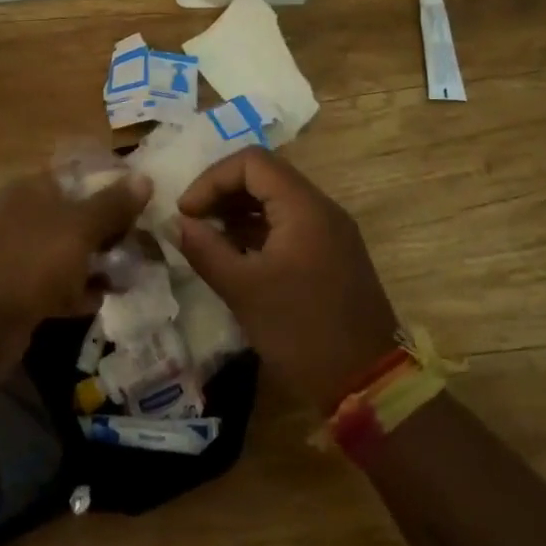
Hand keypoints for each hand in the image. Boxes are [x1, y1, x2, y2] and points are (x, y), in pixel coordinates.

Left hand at [0, 168, 151, 349]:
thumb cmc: (31, 262)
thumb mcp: (80, 228)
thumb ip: (113, 205)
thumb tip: (145, 178)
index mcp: (32, 189)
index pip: (80, 177)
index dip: (113, 189)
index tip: (143, 207)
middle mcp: (21, 215)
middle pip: (76, 216)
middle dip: (109, 233)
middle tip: (141, 248)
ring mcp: (15, 254)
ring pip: (67, 253)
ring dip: (96, 265)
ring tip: (128, 278)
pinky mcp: (14, 291)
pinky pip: (53, 285)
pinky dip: (75, 291)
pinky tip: (97, 302)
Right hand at [176, 147, 398, 411]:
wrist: (368, 383)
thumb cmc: (301, 331)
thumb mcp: (243, 290)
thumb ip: (205, 249)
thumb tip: (177, 223)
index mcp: (304, 207)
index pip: (251, 162)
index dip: (212, 179)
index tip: (186, 212)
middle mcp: (322, 208)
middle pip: (265, 175)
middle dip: (223, 192)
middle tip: (193, 222)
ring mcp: (331, 231)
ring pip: (277, 200)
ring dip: (239, 211)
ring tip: (208, 239)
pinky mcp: (333, 254)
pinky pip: (290, 224)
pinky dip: (258, 230)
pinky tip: (236, 256)